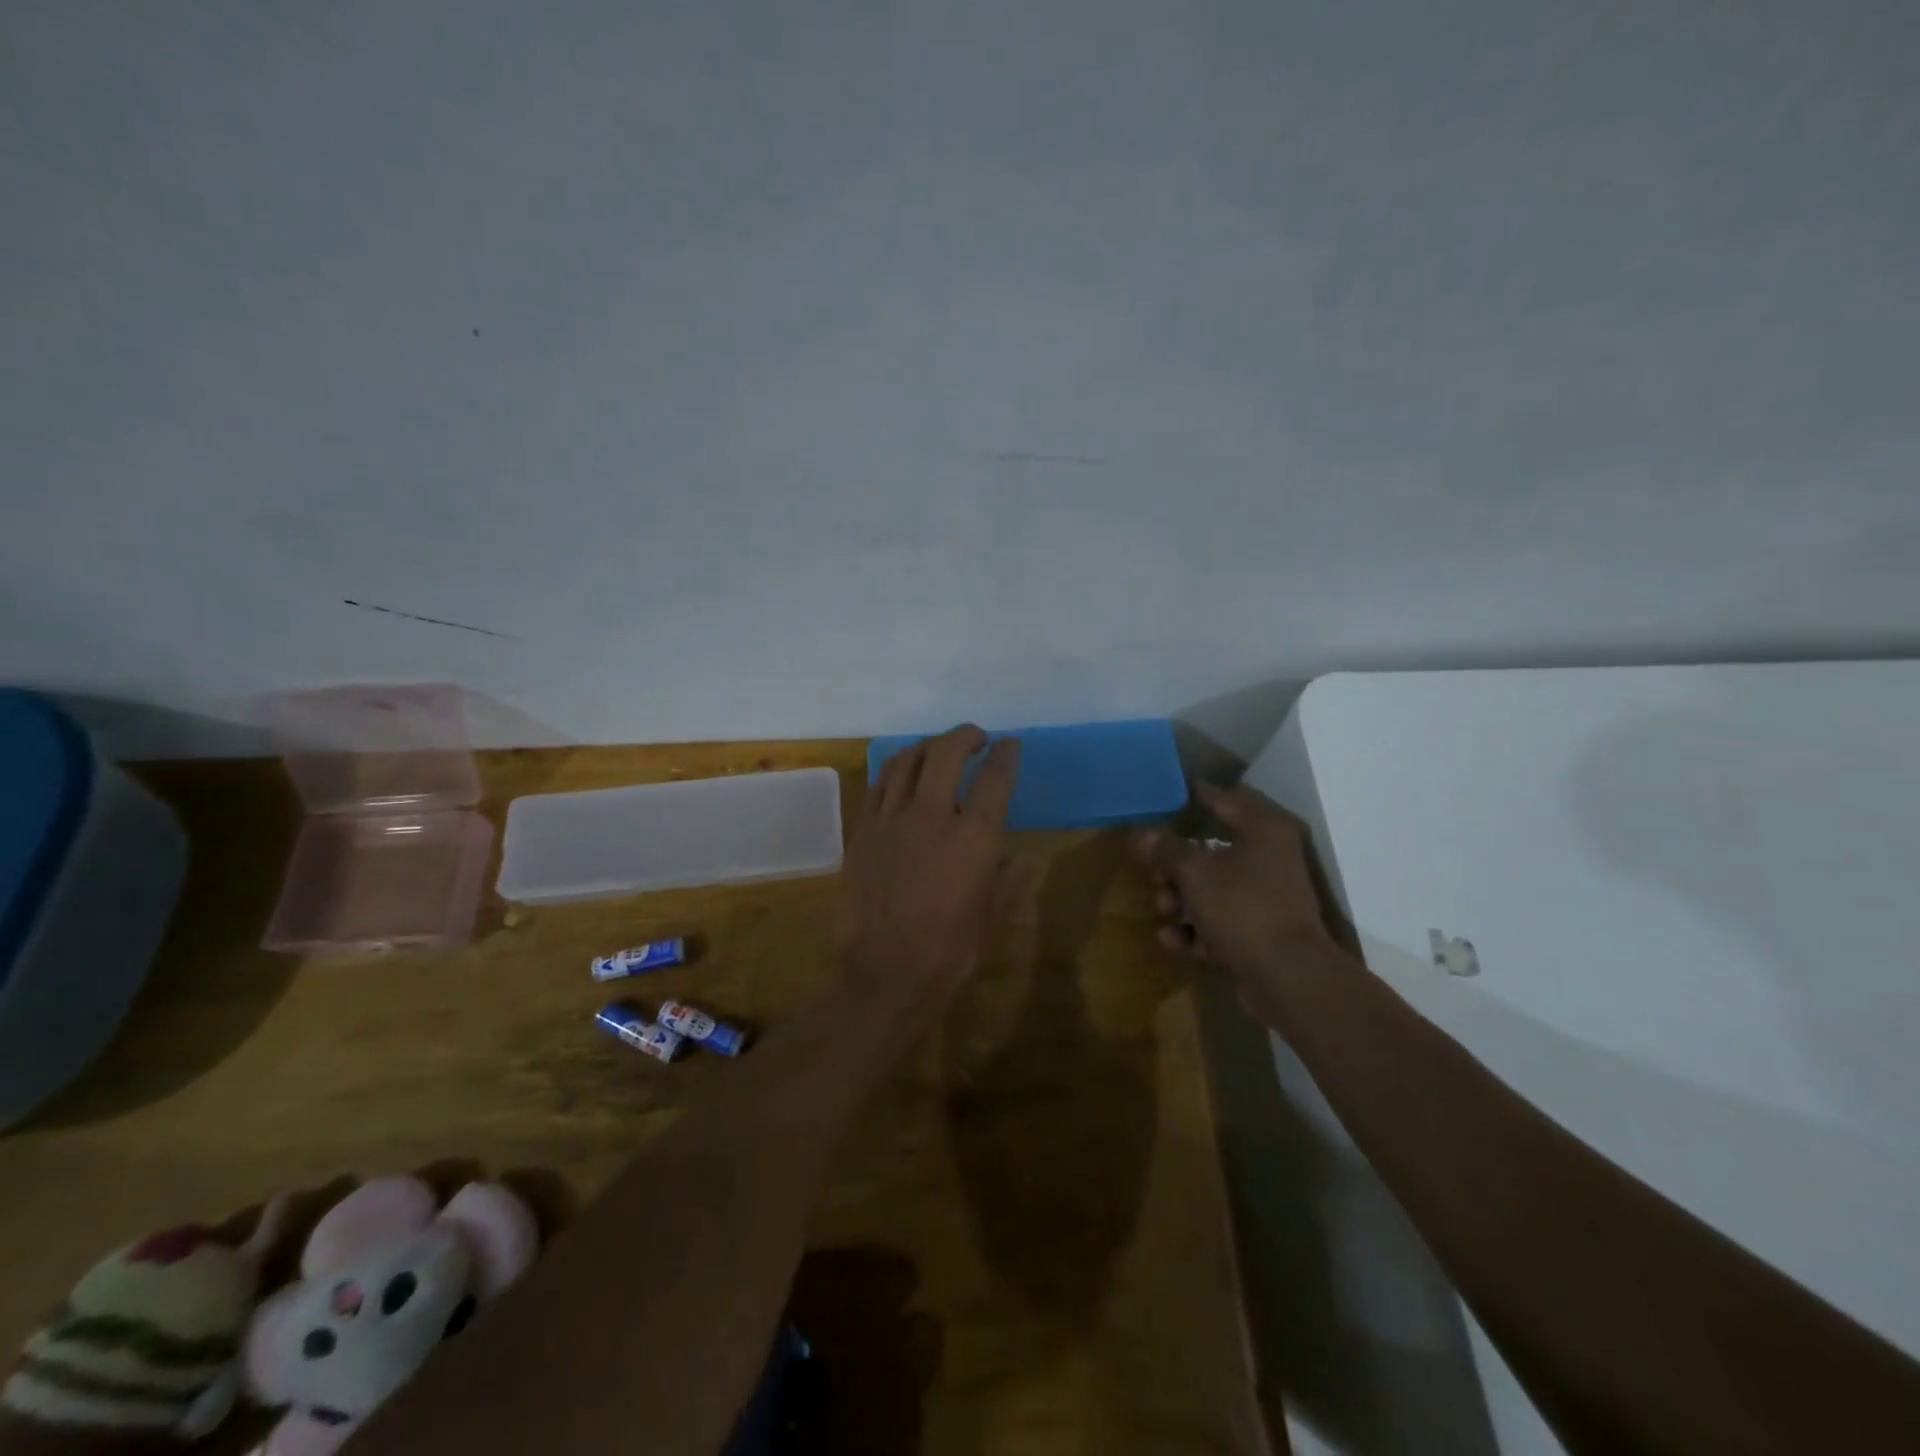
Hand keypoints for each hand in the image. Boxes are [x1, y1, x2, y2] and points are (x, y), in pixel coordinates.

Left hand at [836, 725, 1020, 1028]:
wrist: (882, 973)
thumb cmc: (948, 952)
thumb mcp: (991, 917)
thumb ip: (1006, 877)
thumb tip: (1012, 853)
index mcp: (973, 837)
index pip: (994, 778)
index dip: (1006, 755)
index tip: (1010, 745)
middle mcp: (931, 816)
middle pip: (946, 753)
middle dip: (965, 736)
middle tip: (976, 738)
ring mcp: (890, 820)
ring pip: (907, 760)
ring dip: (928, 746)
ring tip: (939, 749)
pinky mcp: (862, 830)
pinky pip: (879, 784)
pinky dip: (896, 769)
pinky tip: (904, 774)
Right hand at [1139, 782, 1349, 1026]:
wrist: (1288, 977)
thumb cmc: (1242, 908)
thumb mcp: (1194, 873)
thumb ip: (1167, 850)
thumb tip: (1144, 834)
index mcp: (1262, 829)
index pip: (1222, 798)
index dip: (1192, 794)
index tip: (1163, 793)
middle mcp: (1269, 855)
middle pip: (1212, 848)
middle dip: (1176, 864)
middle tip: (1153, 872)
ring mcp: (1267, 895)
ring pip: (1213, 887)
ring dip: (1182, 899)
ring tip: (1165, 911)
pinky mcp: (1261, 930)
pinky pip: (1221, 920)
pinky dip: (1198, 928)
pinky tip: (1175, 940)